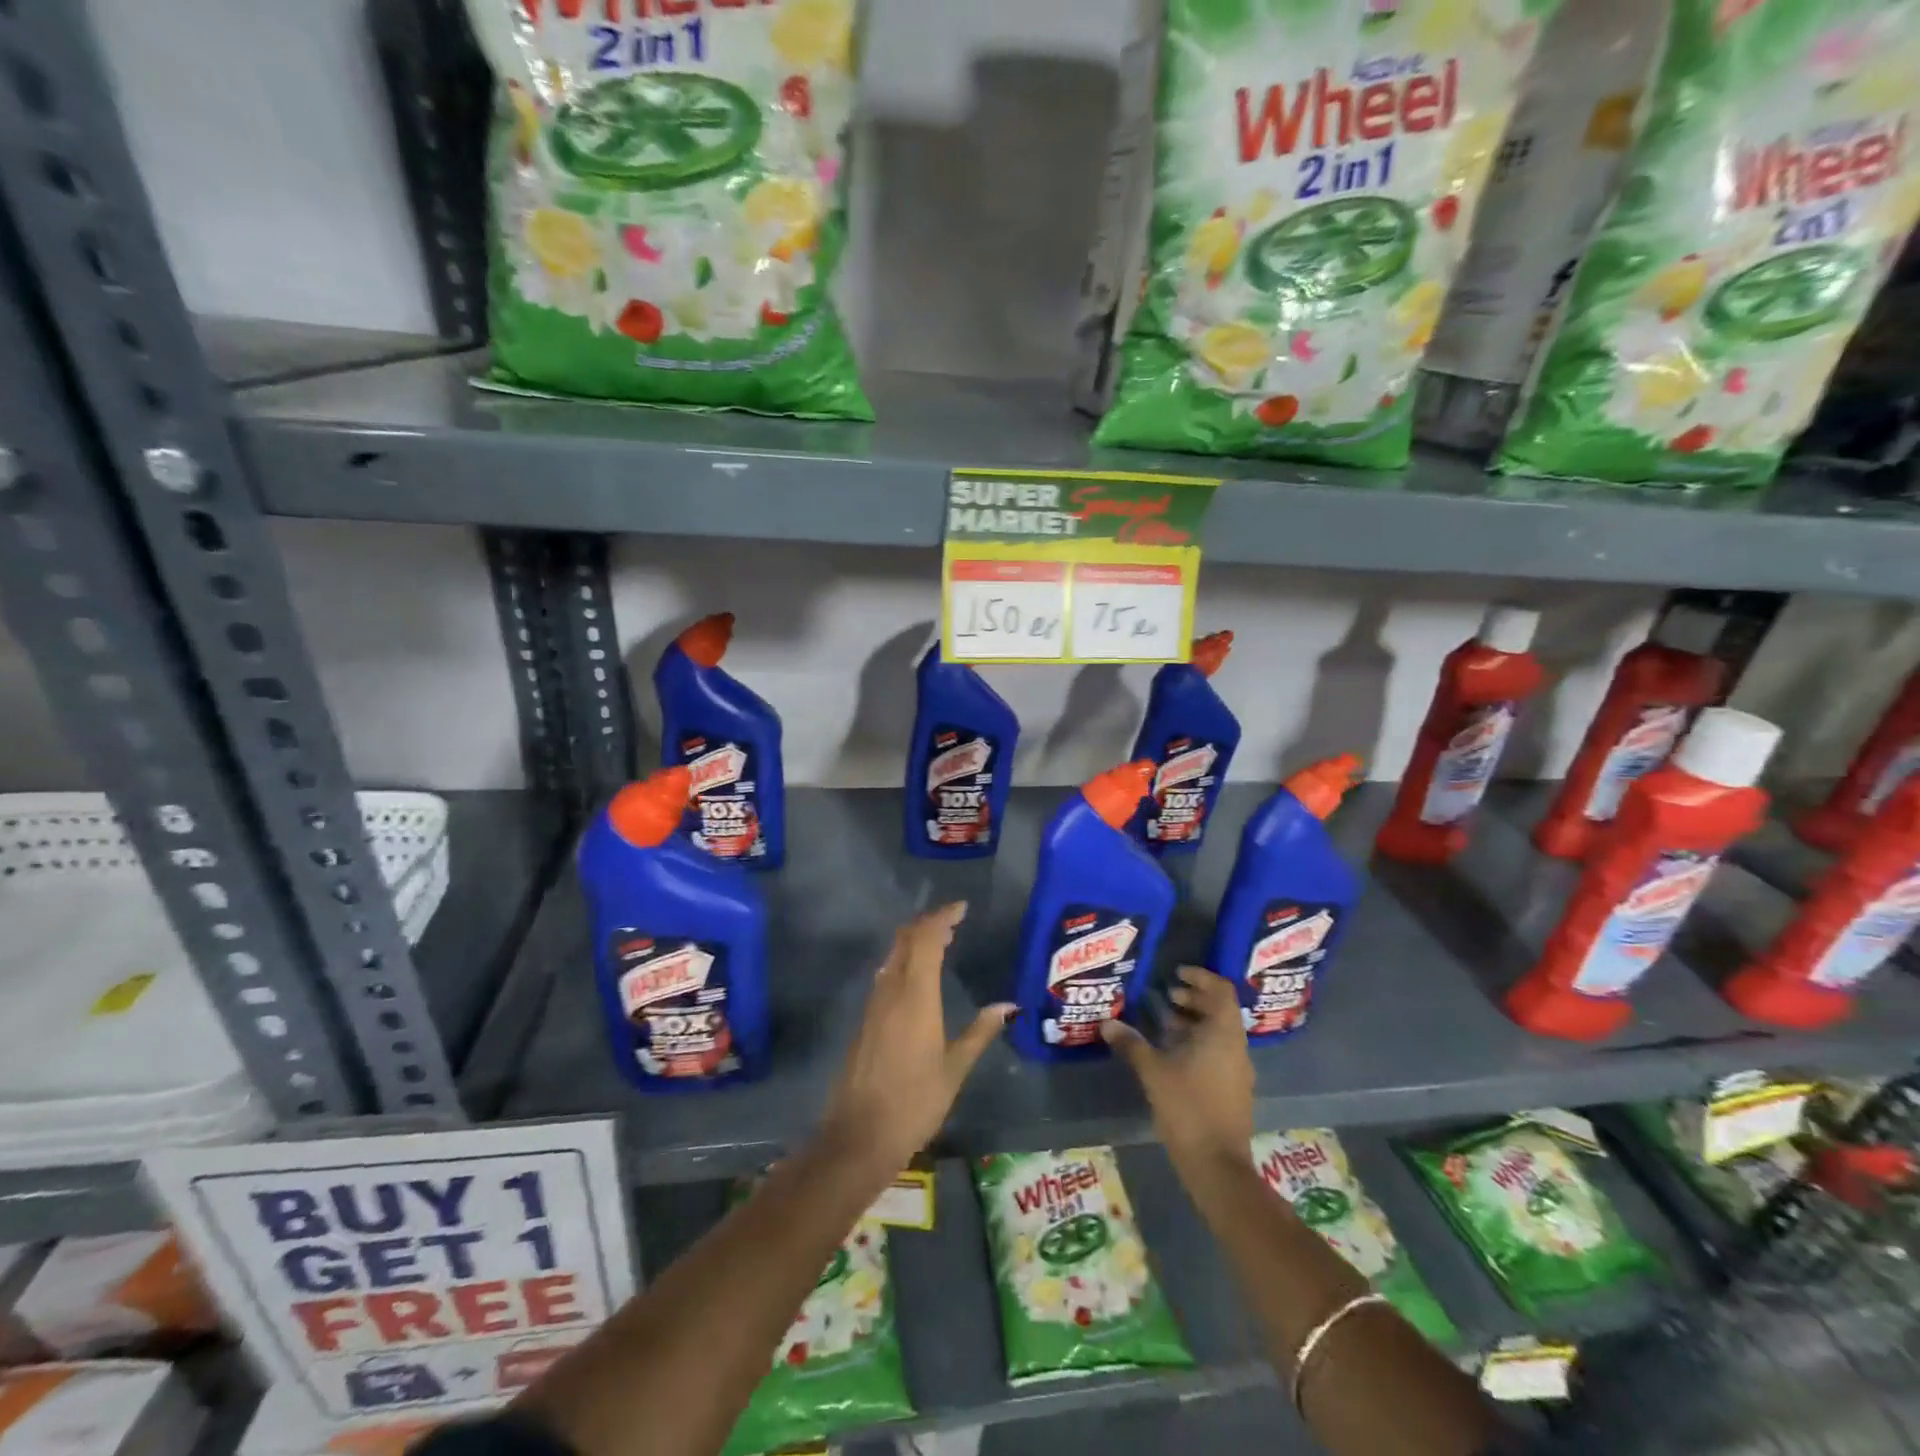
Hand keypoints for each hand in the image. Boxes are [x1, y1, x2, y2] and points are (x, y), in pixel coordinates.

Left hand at [821, 902, 1013, 1178]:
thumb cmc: (915, 1102)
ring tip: (940, 941)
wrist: (859, 1135)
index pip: (926, 940)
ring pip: (892, 956)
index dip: (942, 918)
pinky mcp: (865, 1020)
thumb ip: (980, 1032)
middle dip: (928, 924)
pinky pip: (885, 974)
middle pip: (905, 941)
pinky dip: (903, 961)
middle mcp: (891, 991)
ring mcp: (874, 1005)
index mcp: (916, 996)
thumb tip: (1008, 1005)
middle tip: (953, 921)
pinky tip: (916, 975)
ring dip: (914, 941)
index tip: (962, 908)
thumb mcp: (955, 1069)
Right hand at [1103, 966, 1253, 1176]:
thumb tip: (1107, 1023)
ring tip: (1164, 1022)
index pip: (1222, 991)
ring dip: (1194, 1022)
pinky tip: (1172, 1055)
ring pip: (1219, 1033)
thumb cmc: (1188, 1108)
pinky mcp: (1233, 1089)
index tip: (1177, 973)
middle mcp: (1236, 1047)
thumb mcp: (1153, 1072)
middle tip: (1167, 995)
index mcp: (1223, 1034)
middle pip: (1220, 1010)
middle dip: (1194, 999)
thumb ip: (1131, 1044)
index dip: (1201, 977)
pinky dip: (1198, 1043)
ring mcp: (1238, 1070)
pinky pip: (1218, 1052)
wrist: (1217, 1165)